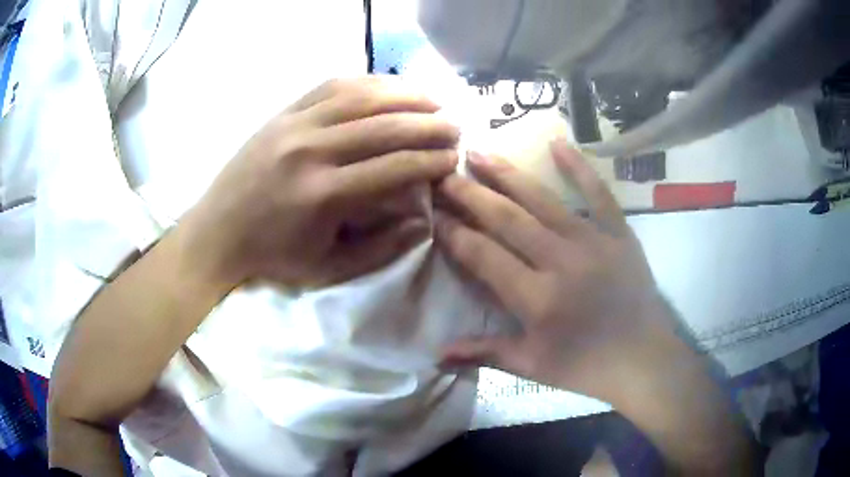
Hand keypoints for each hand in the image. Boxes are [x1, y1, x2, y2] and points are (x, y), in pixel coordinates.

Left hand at [180, 77, 458, 288]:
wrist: (217, 233)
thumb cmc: (272, 257)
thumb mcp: (328, 269)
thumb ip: (380, 248)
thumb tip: (423, 221)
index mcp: (323, 195)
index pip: (393, 168)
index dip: (430, 161)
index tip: (454, 157)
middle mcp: (310, 151)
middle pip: (383, 126)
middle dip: (427, 125)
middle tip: (454, 126)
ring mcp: (293, 125)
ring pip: (360, 96)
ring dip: (404, 95)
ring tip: (432, 99)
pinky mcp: (282, 113)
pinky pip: (330, 86)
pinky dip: (367, 82)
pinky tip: (389, 87)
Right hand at [435, 141, 758, 473]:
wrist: (642, 358)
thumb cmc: (585, 367)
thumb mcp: (531, 366)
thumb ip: (484, 353)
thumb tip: (437, 354)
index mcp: (536, 298)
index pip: (484, 255)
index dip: (455, 232)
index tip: (434, 212)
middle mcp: (560, 262)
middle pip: (507, 219)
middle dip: (471, 194)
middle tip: (444, 171)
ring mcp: (593, 242)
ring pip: (542, 201)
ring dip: (507, 174)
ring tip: (478, 151)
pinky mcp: (619, 234)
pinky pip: (598, 194)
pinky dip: (578, 167)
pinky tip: (557, 143)